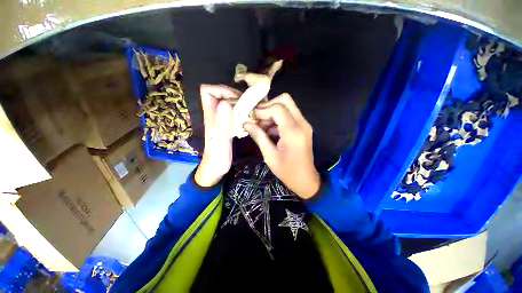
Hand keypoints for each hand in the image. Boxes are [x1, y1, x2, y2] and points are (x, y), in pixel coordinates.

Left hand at [195, 84, 240, 186]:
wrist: (216, 167)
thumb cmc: (217, 155)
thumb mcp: (219, 140)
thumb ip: (221, 123)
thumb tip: (226, 103)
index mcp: (210, 115)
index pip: (207, 91)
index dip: (221, 89)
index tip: (235, 98)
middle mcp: (215, 114)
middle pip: (222, 95)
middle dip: (235, 96)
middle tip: (248, 105)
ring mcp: (222, 119)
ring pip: (230, 103)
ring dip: (241, 105)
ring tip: (251, 112)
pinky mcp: (228, 125)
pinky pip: (235, 113)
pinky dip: (243, 114)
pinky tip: (249, 121)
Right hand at [244, 93, 319, 198]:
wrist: (305, 180)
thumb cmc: (287, 171)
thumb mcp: (270, 156)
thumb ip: (259, 137)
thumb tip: (246, 124)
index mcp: (293, 132)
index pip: (278, 109)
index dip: (262, 110)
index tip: (250, 117)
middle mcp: (301, 123)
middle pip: (285, 100)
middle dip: (268, 106)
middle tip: (256, 117)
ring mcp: (303, 124)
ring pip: (287, 106)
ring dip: (271, 112)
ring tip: (259, 125)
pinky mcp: (302, 127)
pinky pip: (288, 115)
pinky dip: (277, 118)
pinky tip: (267, 129)